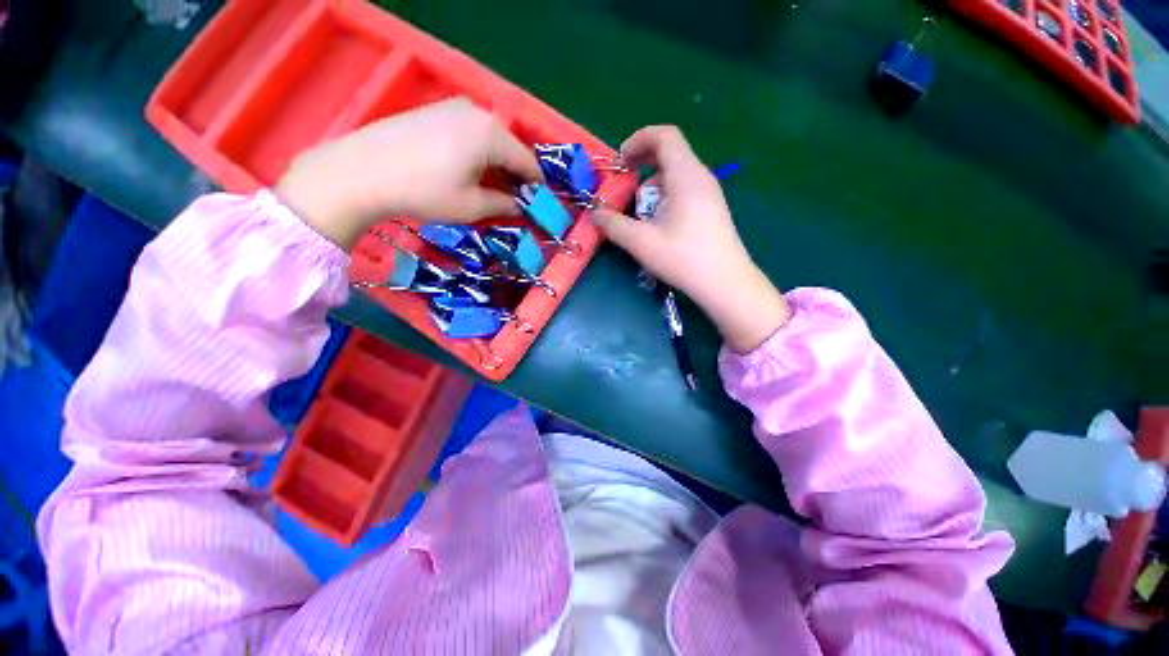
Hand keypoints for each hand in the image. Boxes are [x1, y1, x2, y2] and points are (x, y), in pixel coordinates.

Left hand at [275, 98, 541, 249]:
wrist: (361, 171)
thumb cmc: (425, 192)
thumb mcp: (472, 206)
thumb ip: (504, 205)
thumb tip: (520, 206)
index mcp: (492, 134)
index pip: (528, 162)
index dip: (536, 186)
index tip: (537, 206)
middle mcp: (478, 113)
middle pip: (510, 148)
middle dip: (516, 176)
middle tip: (513, 201)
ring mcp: (454, 107)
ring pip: (490, 140)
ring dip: (497, 166)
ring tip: (490, 190)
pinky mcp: (436, 111)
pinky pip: (470, 134)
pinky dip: (478, 154)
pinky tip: (467, 173)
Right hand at [591, 126, 789, 351]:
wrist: (725, 283)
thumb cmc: (684, 259)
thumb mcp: (642, 242)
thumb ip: (613, 225)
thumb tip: (594, 213)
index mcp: (686, 175)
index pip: (664, 135)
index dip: (637, 140)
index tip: (619, 163)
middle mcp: (700, 176)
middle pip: (668, 156)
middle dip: (640, 171)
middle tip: (625, 195)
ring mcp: (709, 193)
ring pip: (673, 177)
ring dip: (651, 192)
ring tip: (643, 221)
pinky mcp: (711, 208)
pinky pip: (683, 192)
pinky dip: (664, 201)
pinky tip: (660, 228)